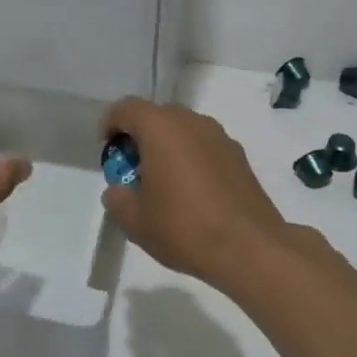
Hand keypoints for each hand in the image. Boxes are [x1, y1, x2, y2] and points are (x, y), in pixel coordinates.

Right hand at [100, 98, 297, 288]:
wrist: (250, 248)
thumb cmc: (184, 228)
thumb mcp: (135, 221)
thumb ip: (118, 199)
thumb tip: (118, 191)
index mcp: (161, 128)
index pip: (127, 108)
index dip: (110, 123)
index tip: (106, 149)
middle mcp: (192, 122)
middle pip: (157, 115)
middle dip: (139, 136)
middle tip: (131, 168)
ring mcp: (220, 137)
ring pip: (183, 130)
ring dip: (167, 146)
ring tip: (162, 182)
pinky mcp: (239, 156)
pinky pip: (204, 146)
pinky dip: (190, 158)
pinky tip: (191, 192)